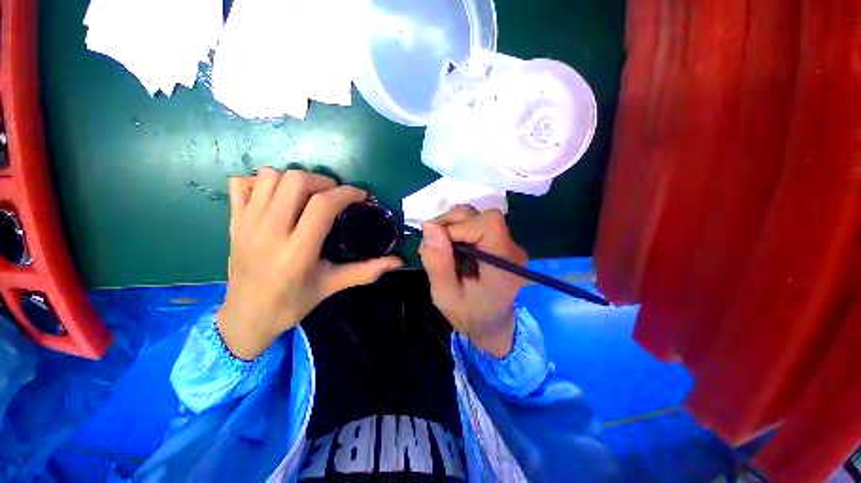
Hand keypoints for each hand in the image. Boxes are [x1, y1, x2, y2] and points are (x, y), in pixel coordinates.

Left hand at [218, 169, 402, 359]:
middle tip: (334, 195)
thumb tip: (397, 262)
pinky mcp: (233, 221)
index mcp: (297, 251)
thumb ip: (366, 271)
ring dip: (295, 179)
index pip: (322, 205)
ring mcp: (246, 223)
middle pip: (295, 181)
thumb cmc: (292, 303)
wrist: (245, 317)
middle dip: (322, 181)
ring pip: (270, 176)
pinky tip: (278, 196)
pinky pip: (242, 183)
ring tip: (308, 194)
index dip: (346, 193)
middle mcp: (269, 231)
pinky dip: (262, 181)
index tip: (360, 196)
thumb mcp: (332, 286)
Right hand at [419, 206, 527, 357]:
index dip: (458, 227)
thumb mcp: (445, 295)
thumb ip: (437, 262)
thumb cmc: (469, 314)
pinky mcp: (499, 241)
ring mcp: (508, 243)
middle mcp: (511, 248)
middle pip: (481, 215)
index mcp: (504, 264)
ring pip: (477, 216)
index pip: (488, 224)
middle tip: (433, 245)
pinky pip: (476, 224)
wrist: (491, 323)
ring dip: (452, 226)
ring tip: (441, 248)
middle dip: (451, 224)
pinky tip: (451, 248)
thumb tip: (429, 225)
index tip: (437, 243)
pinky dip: (457, 230)